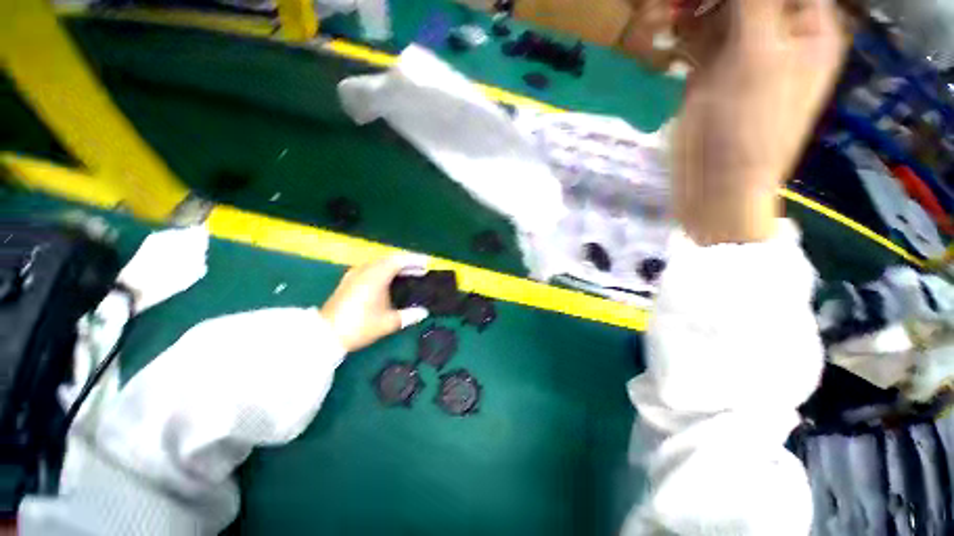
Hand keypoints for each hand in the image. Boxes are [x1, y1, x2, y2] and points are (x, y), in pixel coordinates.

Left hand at [320, 255, 429, 352]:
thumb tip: (424, 312)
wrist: (326, 335)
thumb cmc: (360, 326)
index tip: (427, 263)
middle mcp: (366, 270)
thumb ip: (409, 315)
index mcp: (376, 276)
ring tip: (409, 273)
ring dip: (396, 266)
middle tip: (422, 269)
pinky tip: (389, 279)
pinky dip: (384, 270)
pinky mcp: (349, 280)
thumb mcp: (389, 323)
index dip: (415, 260)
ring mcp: (355, 274)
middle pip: (390, 259)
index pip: (399, 260)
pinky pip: (371, 268)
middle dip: (407, 263)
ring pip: (380, 263)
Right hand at [673, 0, 846, 243]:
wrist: (715, 182)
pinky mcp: (709, 71)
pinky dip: (682, 31)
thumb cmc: (749, 127)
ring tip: (674, 17)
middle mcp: (777, 31)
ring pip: (719, 9)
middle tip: (689, 6)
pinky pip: (697, 36)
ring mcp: (741, 51)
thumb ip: (756, 2)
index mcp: (807, 25)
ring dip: (694, 9)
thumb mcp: (759, 56)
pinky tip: (670, 36)